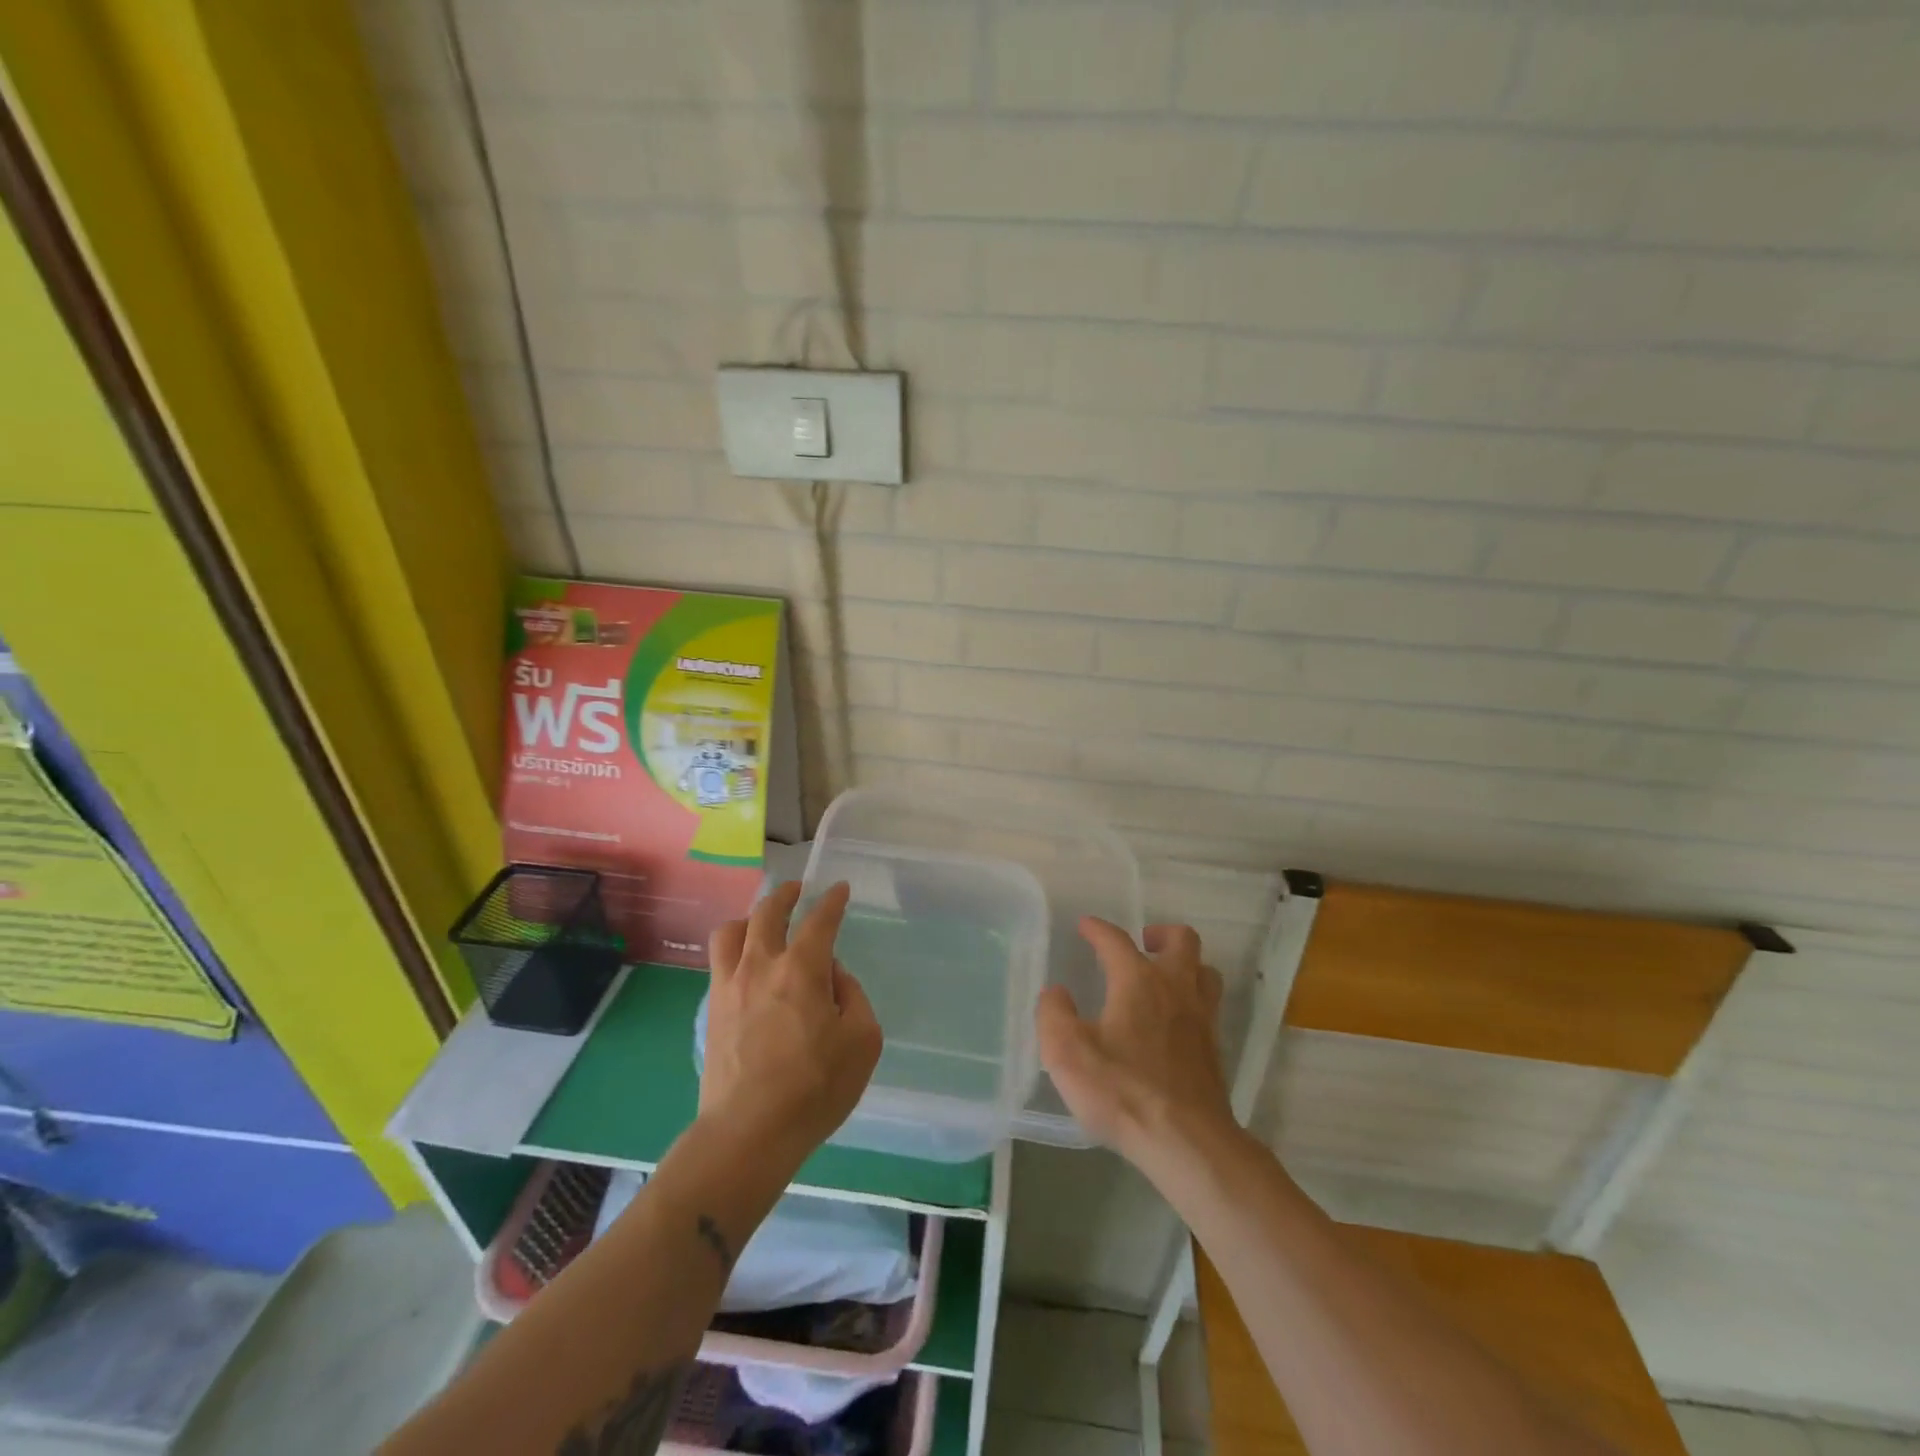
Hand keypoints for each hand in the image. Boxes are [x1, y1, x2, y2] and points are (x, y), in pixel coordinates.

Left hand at [701, 881, 882, 1168]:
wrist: (747, 1133)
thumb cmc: (814, 1088)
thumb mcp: (862, 1041)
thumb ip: (852, 997)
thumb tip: (832, 977)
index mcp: (802, 969)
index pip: (819, 920)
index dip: (832, 901)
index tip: (838, 889)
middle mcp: (761, 965)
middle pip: (767, 912)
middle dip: (785, 895)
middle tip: (797, 891)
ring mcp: (730, 986)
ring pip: (731, 931)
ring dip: (750, 918)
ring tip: (762, 924)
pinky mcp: (712, 1010)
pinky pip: (719, 962)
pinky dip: (734, 950)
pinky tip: (745, 965)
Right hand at [1037, 919, 1233, 1165]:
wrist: (1186, 1141)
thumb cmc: (1121, 1090)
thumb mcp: (1067, 1053)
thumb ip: (1054, 1015)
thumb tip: (1056, 993)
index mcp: (1138, 981)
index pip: (1116, 940)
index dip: (1098, 929)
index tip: (1085, 925)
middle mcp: (1175, 988)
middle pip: (1182, 940)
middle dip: (1161, 934)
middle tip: (1141, 944)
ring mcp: (1201, 1018)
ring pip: (1204, 971)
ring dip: (1185, 964)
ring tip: (1164, 976)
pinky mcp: (1214, 1049)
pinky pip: (1209, 1006)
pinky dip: (1193, 999)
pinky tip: (1175, 1021)